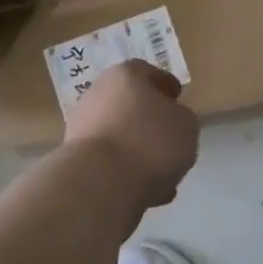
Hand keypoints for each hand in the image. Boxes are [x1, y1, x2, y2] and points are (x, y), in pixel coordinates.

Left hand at [62, 61, 199, 208]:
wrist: (99, 183)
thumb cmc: (149, 141)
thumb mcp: (187, 125)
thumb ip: (182, 117)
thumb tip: (171, 121)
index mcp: (125, 75)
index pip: (148, 72)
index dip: (166, 86)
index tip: (177, 99)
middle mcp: (98, 94)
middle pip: (129, 104)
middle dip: (149, 120)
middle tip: (170, 137)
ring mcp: (82, 126)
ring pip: (119, 135)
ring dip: (138, 150)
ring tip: (163, 173)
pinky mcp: (75, 158)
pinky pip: (109, 162)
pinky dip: (127, 172)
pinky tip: (147, 191)